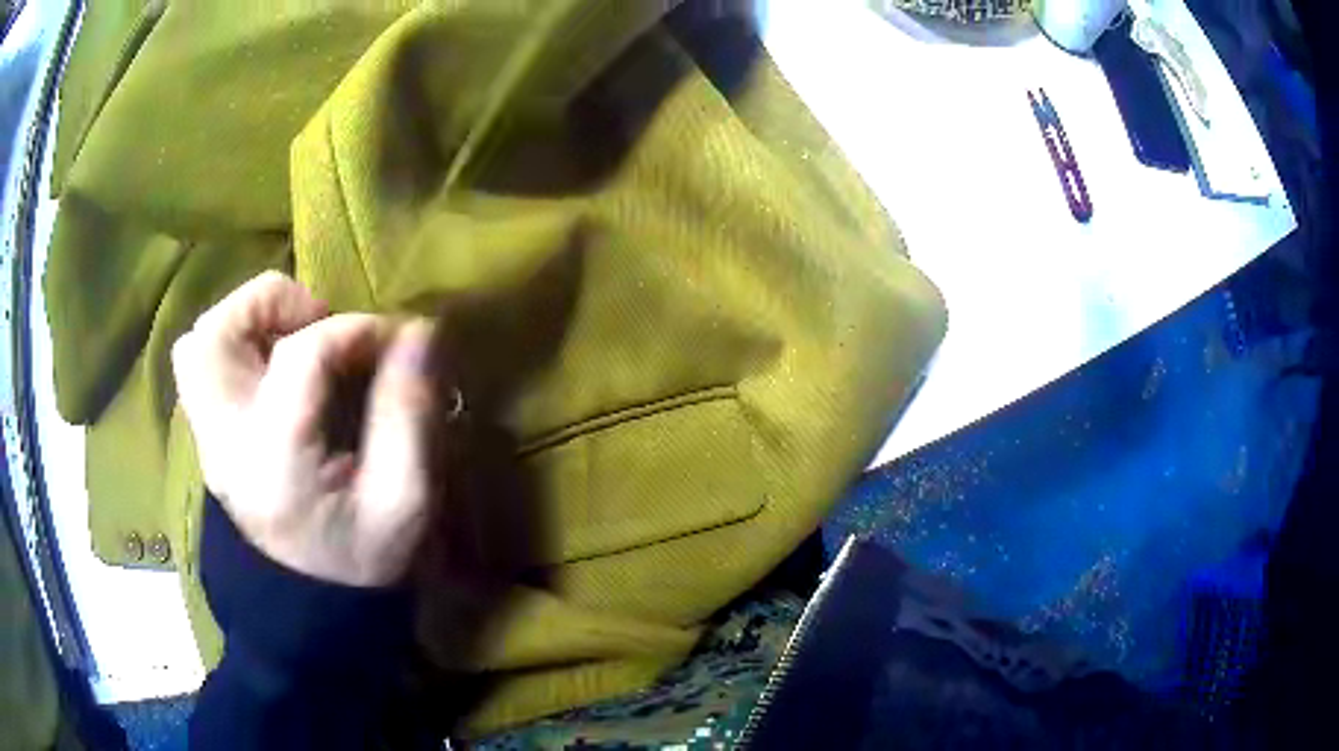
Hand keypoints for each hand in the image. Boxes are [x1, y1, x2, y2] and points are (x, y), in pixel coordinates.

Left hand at [173, 271, 435, 586]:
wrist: (310, 609)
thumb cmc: (363, 560)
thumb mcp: (405, 499)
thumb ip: (408, 412)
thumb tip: (417, 331)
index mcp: (277, 459)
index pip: (300, 355)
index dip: (354, 329)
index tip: (395, 340)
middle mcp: (227, 440)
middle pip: (218, 331)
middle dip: (275, 304)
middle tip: (320, 327)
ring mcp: (208, 440)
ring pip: (199, 341)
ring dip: (249, 320)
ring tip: (294, 342)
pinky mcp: (208, 439)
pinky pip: (199, 366)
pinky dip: (233, 345)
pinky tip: (272, 368)